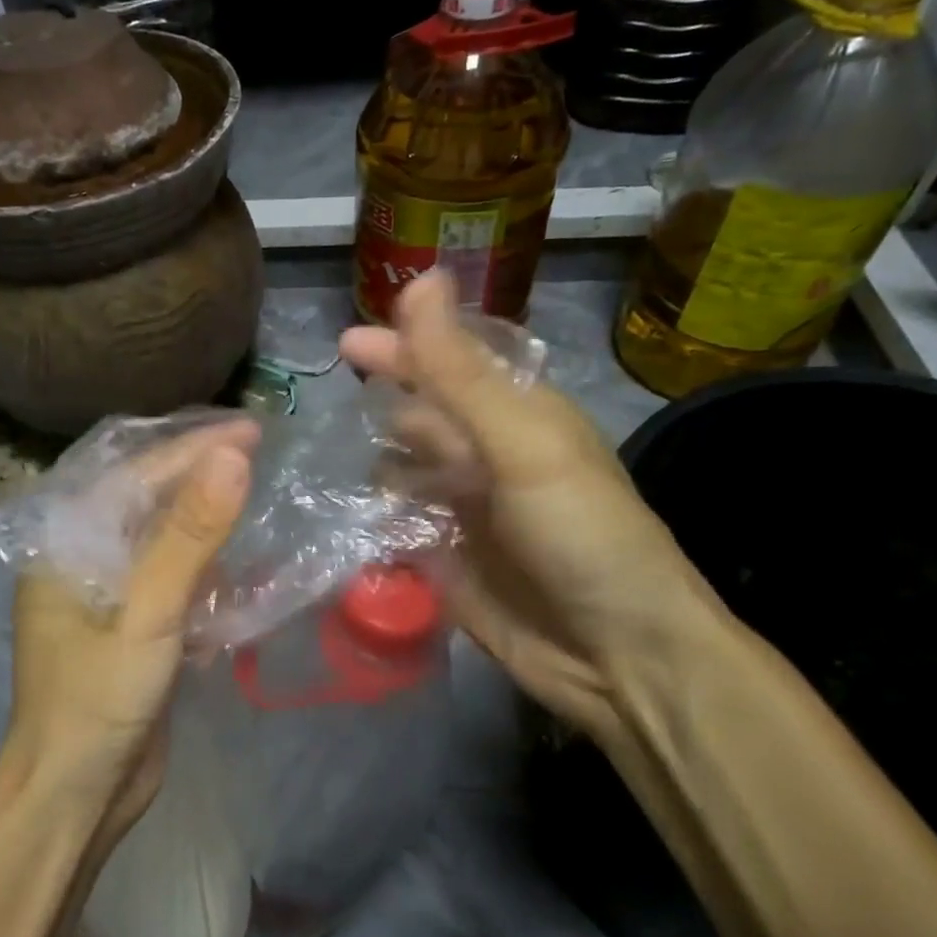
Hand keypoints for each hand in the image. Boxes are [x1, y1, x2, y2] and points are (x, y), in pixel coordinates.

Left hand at [2, 422, 254, 835]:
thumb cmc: (97, 702)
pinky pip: (174, 579)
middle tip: (262, 454)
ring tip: (260, 496)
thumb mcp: (148, 614)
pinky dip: (208, 569)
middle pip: (148, 498)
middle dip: (202, 476)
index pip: (135, 473)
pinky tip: (244, 564)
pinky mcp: (134, 625)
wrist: (76, 799)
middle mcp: (82, 557)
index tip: (253, 430)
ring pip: (165, 538)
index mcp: (65, 540)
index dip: (194, 447)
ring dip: (209, 520)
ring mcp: (109, 593)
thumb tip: (233, 455)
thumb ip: (189, 536)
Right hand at [340, 273, 727, 748]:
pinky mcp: (442, 565)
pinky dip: (367, 521)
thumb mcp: (523, 444)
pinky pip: (393, 531)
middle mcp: (486, 460)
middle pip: (420, 419)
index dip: (404, 347)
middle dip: (378, 407)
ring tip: (317, 462)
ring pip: (401, 474)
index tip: (347, 342)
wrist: (618, 656)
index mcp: (515, 419)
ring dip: (366, 464)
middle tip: (321, 408)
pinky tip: (331, 517)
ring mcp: (462, 515)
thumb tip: (421, 279)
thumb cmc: (582, 534)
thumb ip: (460, 371)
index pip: (451, 366)